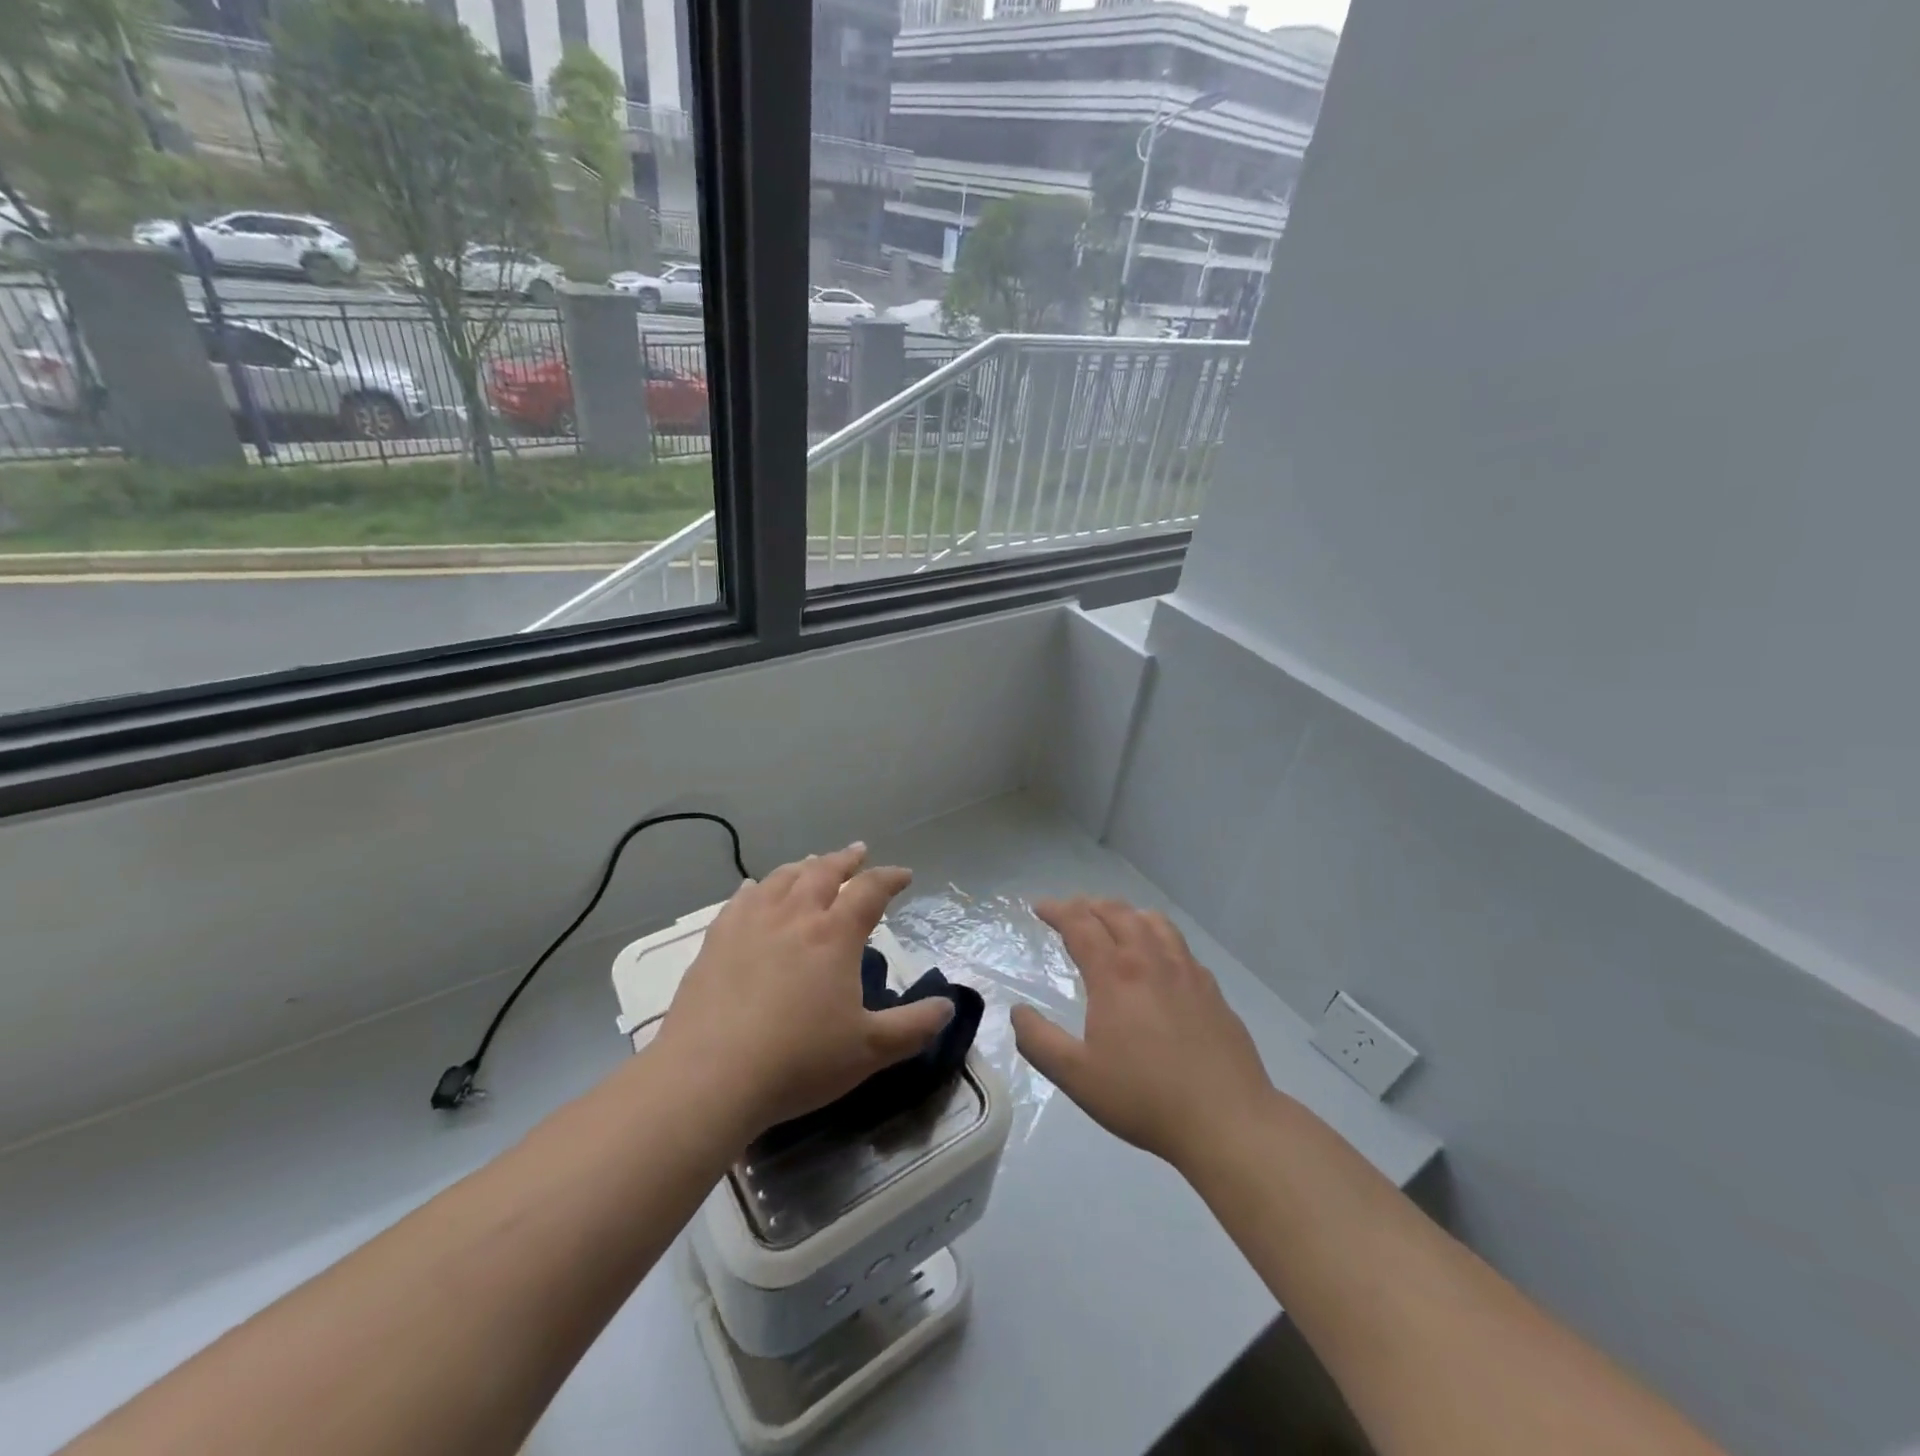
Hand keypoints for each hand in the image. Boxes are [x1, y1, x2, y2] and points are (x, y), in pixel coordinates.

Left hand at [653, 844, 953, 1139]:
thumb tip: (948, 1006)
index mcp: (834, 934)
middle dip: (846, 859)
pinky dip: (757, 887)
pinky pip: (741, 899)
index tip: (904, 875)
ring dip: (804, 866)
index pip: (870, 890)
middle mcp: (795, 915)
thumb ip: (913, 1027)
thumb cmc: (798, 1061)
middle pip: (824, 871)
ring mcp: (751, 923)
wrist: (710, 1076)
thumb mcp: (869, 1050)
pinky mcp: (717, 940)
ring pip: (782, 878)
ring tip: (813, 863)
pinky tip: (754, 888)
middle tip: (858, 852)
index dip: (890, 878)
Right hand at [1012, 897, 1273, 1173]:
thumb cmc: (1144, 1097)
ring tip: (1114, 922)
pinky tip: (1158, 959)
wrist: (1227, 1119)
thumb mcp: (1077, 1077)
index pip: (1081, 924)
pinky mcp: (1211, 989)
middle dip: (1089, 905)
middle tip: (1072, 911)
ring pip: (1153, 921)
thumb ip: (1039, 1041)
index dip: (1058, 910)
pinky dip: (1158, 936)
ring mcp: (1186, 971)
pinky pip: (1179, 945)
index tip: (1041, 907)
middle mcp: (1150, 960)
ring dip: (1126, 913)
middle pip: (1118, 913)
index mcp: (1115, 975)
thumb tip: (1017, 1012)